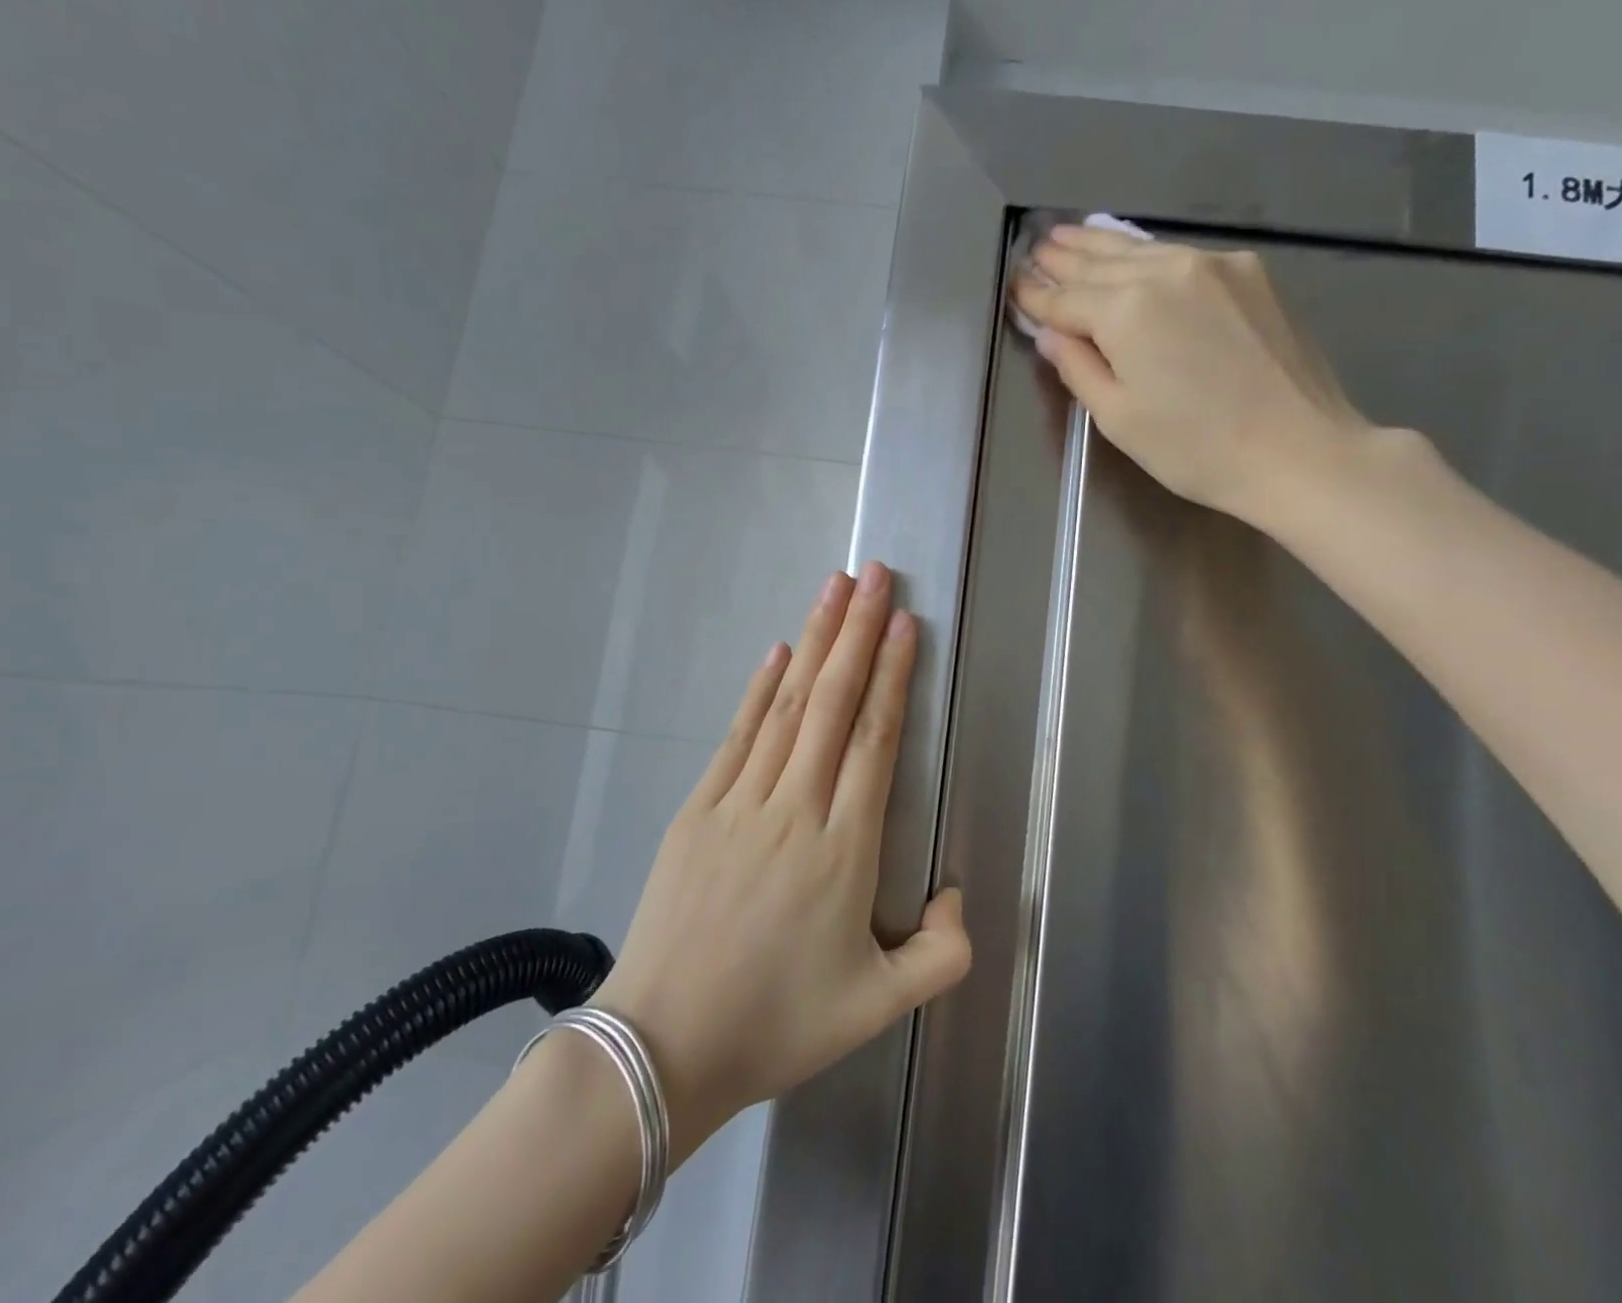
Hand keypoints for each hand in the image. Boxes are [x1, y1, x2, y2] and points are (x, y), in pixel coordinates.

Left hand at [591, 563, 970, 1160]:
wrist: (664, 1048)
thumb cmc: (778, 1023)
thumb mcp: (880, 1008)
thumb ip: (942, 955)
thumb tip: (957, 895)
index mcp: (844, 848)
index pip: (874, 739)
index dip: (891, 674)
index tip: (903, 622)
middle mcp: (795, 808)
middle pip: (833, 702)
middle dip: (857, 631)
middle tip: (874, 574)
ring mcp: (740, 802)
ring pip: (788, 704)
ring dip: (814, 640)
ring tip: (833, 588)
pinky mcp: (698, 809)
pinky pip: (738, 735)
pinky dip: (761, 688)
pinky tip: (778, 651)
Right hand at [1013, 225, 1369, 527]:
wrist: (1298, 451)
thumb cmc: (1194, 449)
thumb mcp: (1118, 419)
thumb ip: (1078, 368)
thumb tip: (1052, 333)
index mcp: (1126, 311)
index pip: (1065, 300)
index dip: (1036, 296)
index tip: (1014, 286)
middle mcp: (1166, 271)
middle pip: (1101, 264)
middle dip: (1064, 258)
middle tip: (1036, 246)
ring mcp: (1212, 265)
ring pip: (1141, 249)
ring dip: (1101, 244)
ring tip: (1070, 234)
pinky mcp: (1249, 273)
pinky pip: (1180, 255)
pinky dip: (1146, 252)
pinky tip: (1132, 252)